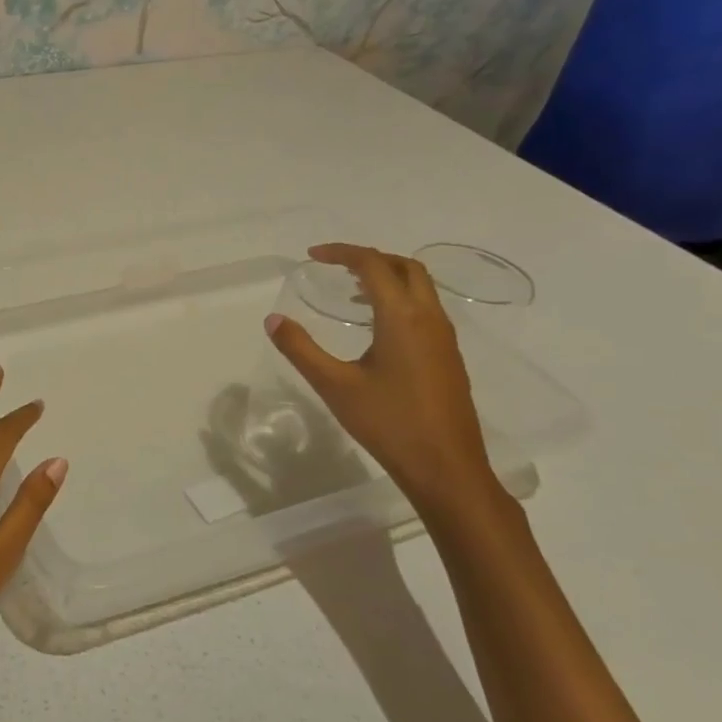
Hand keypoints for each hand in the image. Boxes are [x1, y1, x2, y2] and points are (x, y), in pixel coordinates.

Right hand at [265, 243, 503, 520]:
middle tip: (336, 267)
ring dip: (387, 278)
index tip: (312, 256)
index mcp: (402, 318)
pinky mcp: (449, 357)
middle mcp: (429, 318)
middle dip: (370, 258)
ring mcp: (444, 338)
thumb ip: (301, 349)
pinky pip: (425, 309)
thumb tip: (273, 320)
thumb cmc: (389, 423)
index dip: (342, 253)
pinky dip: (399, 300)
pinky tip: (376, 328)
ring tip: (351, 293)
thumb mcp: (334, 385)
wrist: (446, 468)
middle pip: (405, 267)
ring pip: (420, 288)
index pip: (373, 265)